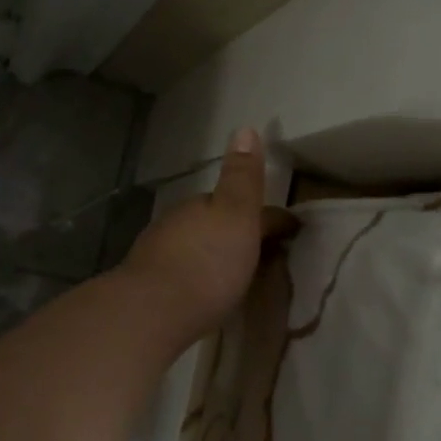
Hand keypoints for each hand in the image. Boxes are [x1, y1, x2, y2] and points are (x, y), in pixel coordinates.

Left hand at [119, 128, 297, 351]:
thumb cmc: (206, 263)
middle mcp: (176, 223)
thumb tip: (246, 128)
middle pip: (213, 222)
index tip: (291, 231)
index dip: (268, 215)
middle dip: (235, 232)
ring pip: (194, 246)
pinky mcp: (148, 287)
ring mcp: (158, 255)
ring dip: (213, 254)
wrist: (152, 312)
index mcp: (201, 205)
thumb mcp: (236, 215)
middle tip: (261, 254)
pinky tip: (203, 293)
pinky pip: (180, 273)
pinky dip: (195, 276)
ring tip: (235, 276)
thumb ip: (242, 177)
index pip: (239, 201)